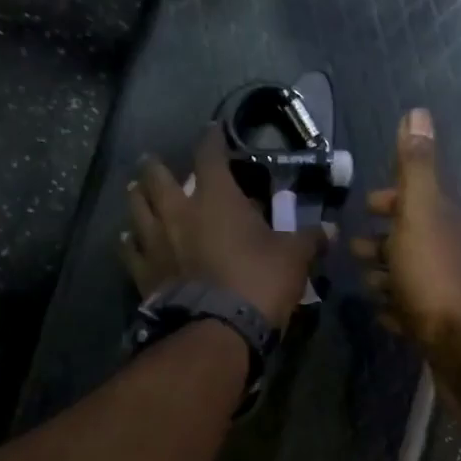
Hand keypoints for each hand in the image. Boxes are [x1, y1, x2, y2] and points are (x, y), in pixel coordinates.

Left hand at [120, 125, 329, 329]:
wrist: (217, 330)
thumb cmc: (258, 282)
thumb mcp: (293, 258)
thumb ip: (309, 239)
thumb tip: (330, 231)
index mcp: (216, 198)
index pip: (209, 154)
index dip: (212, 139)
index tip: (213, 131)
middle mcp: (178, 211)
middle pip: (156, 177)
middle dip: (156, 166)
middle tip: (155, 162)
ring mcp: (155, 242)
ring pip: (136, 208)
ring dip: (138, 197)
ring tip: (138, 192)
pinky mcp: (143, 272)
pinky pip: (130, 250)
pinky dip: (130, 241)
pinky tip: (130, 239)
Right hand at [351, 109, 460, 358]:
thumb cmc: (436, 275)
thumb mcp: (421, 212)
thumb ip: (416, 167)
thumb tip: (418, 111)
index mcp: (444, 223)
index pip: (417, 201)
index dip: (392, 200)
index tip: (367, 204)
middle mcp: (449, 254)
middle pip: (412, 240)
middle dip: (384, 240)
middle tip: (353, 247)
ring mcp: (445, 294)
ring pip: (411, 278)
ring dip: (387, 275)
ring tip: (362, 281)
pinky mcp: (439, 329)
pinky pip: (412, 314)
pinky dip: (396, 310)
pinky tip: (382, 315)